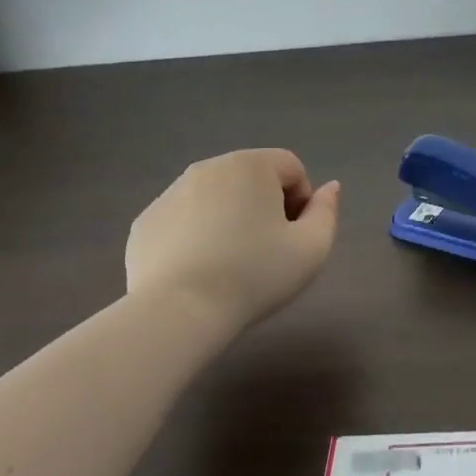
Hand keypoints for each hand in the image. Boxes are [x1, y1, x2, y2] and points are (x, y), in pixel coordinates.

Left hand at [125, 149, 340, 335]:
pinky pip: (183, 219)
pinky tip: (198, 271)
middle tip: (267, 251)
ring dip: (230, 218)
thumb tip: (329, 188)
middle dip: (265, 206)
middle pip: (251, 178)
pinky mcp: (145, 221)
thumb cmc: (255, 274)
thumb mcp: (311, 248)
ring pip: (215, 198)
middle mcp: (208, 167)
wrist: (179, 310)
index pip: (291, 168)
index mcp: (251, 165)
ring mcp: (170, 192)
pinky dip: (195, 235)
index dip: (302, 201)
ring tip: (231, 263)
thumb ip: (326, 212)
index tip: (295, 237)